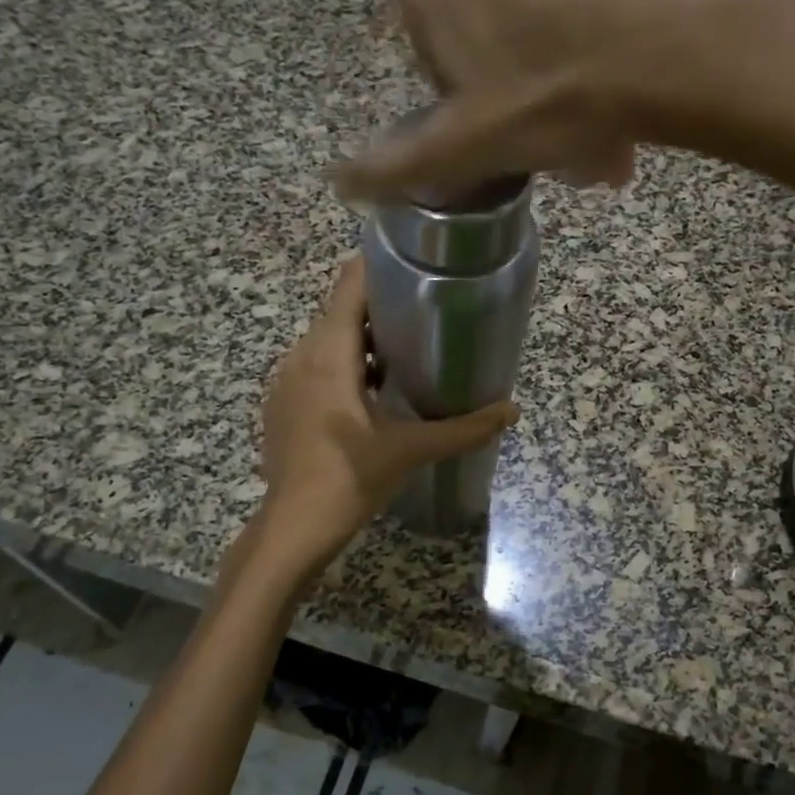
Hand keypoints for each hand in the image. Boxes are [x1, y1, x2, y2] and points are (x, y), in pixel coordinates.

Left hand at [252, 256, 518, 577]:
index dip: (381, 268)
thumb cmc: (349, 480)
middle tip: (427, 313)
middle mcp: (300, 356)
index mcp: (328, 355)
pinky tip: (373, 392)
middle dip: (381, 308)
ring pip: (326, 342)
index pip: (349, 286)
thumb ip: (464, 428)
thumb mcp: (411, 450)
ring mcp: (286, 381)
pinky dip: (344, 367)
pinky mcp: (282, 405)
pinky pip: (315, 368)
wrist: (292, 528)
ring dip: (362, 342)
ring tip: (407, 350)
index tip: (417, 266)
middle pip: (339, 312)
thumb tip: (512, 411)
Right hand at [332, 0, 794, 202]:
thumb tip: (338, 183)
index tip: (515, 141)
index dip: (474, 115)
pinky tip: (630, 72)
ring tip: (608, 122)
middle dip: (522, 98)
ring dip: (562, 74)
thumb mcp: (468, 145)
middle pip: (487, 39)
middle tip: (568, 144)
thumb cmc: (556, 96)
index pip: (435, 68)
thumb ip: (399, 165)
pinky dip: (596, 34)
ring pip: (537, 16)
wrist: (677, 31)